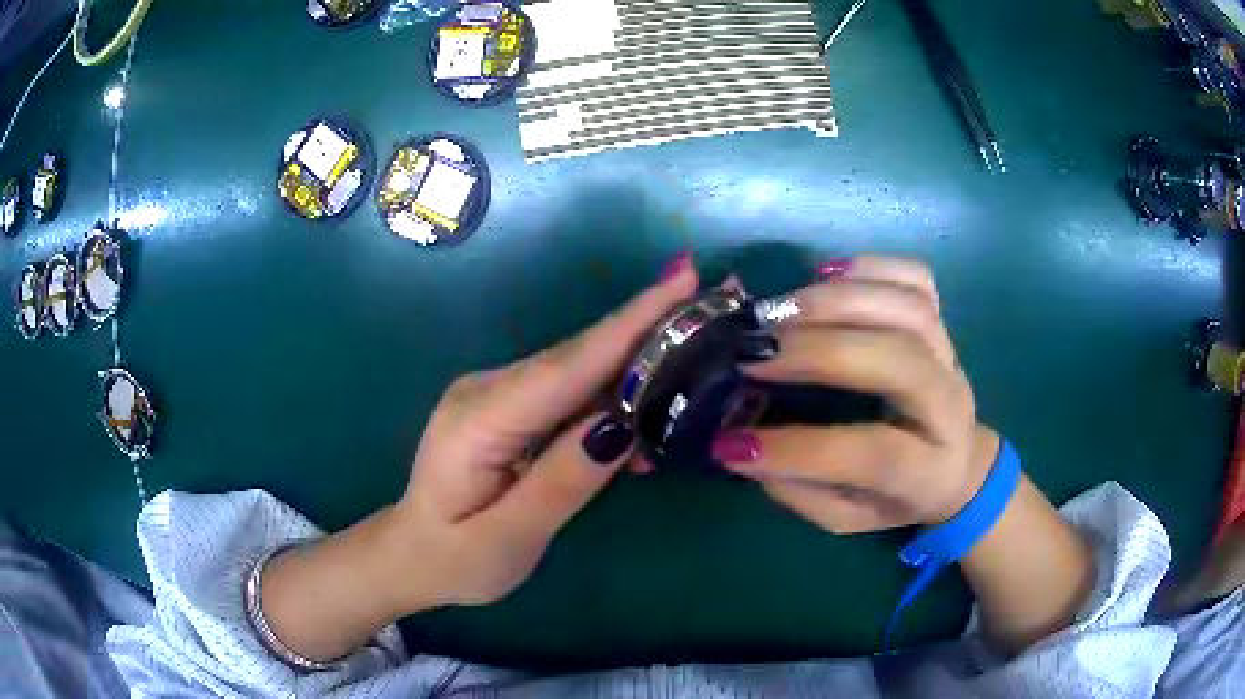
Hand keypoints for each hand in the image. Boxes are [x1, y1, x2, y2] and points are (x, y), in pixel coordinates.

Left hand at [388, 256, 699, 608]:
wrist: (412, 555)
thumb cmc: (456, 560)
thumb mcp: (507, 540)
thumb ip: (560, 484)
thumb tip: (618, 427)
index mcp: (480, 420)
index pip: (567, 366)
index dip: (628, 324)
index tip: (682, 282)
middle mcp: (487, 391)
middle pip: (577, 356)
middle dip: (645, 324)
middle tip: (705, 296)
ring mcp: (497, 395)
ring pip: (579, 370)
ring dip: (636, 358)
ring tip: (695, 345)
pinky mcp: (509, 408)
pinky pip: (569, 393)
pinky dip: (612, 395)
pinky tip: (647, 413)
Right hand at [712, 256, 998, 531]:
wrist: (958, 462)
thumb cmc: (898, 496)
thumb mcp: (850, 517)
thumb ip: (802, 491)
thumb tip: (742, 445)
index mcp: (930, 470)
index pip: (876, 454)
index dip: (802, 449)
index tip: (731, 443)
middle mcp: (949, 405)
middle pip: (900, 359)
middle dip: (820, 349)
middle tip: (754, 349)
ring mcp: (950, 354)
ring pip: (910, 306)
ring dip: (837, 299)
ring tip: (776, 309)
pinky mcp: (942, 321)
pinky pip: (917, 278)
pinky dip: (869, 267)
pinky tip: (822, 275)